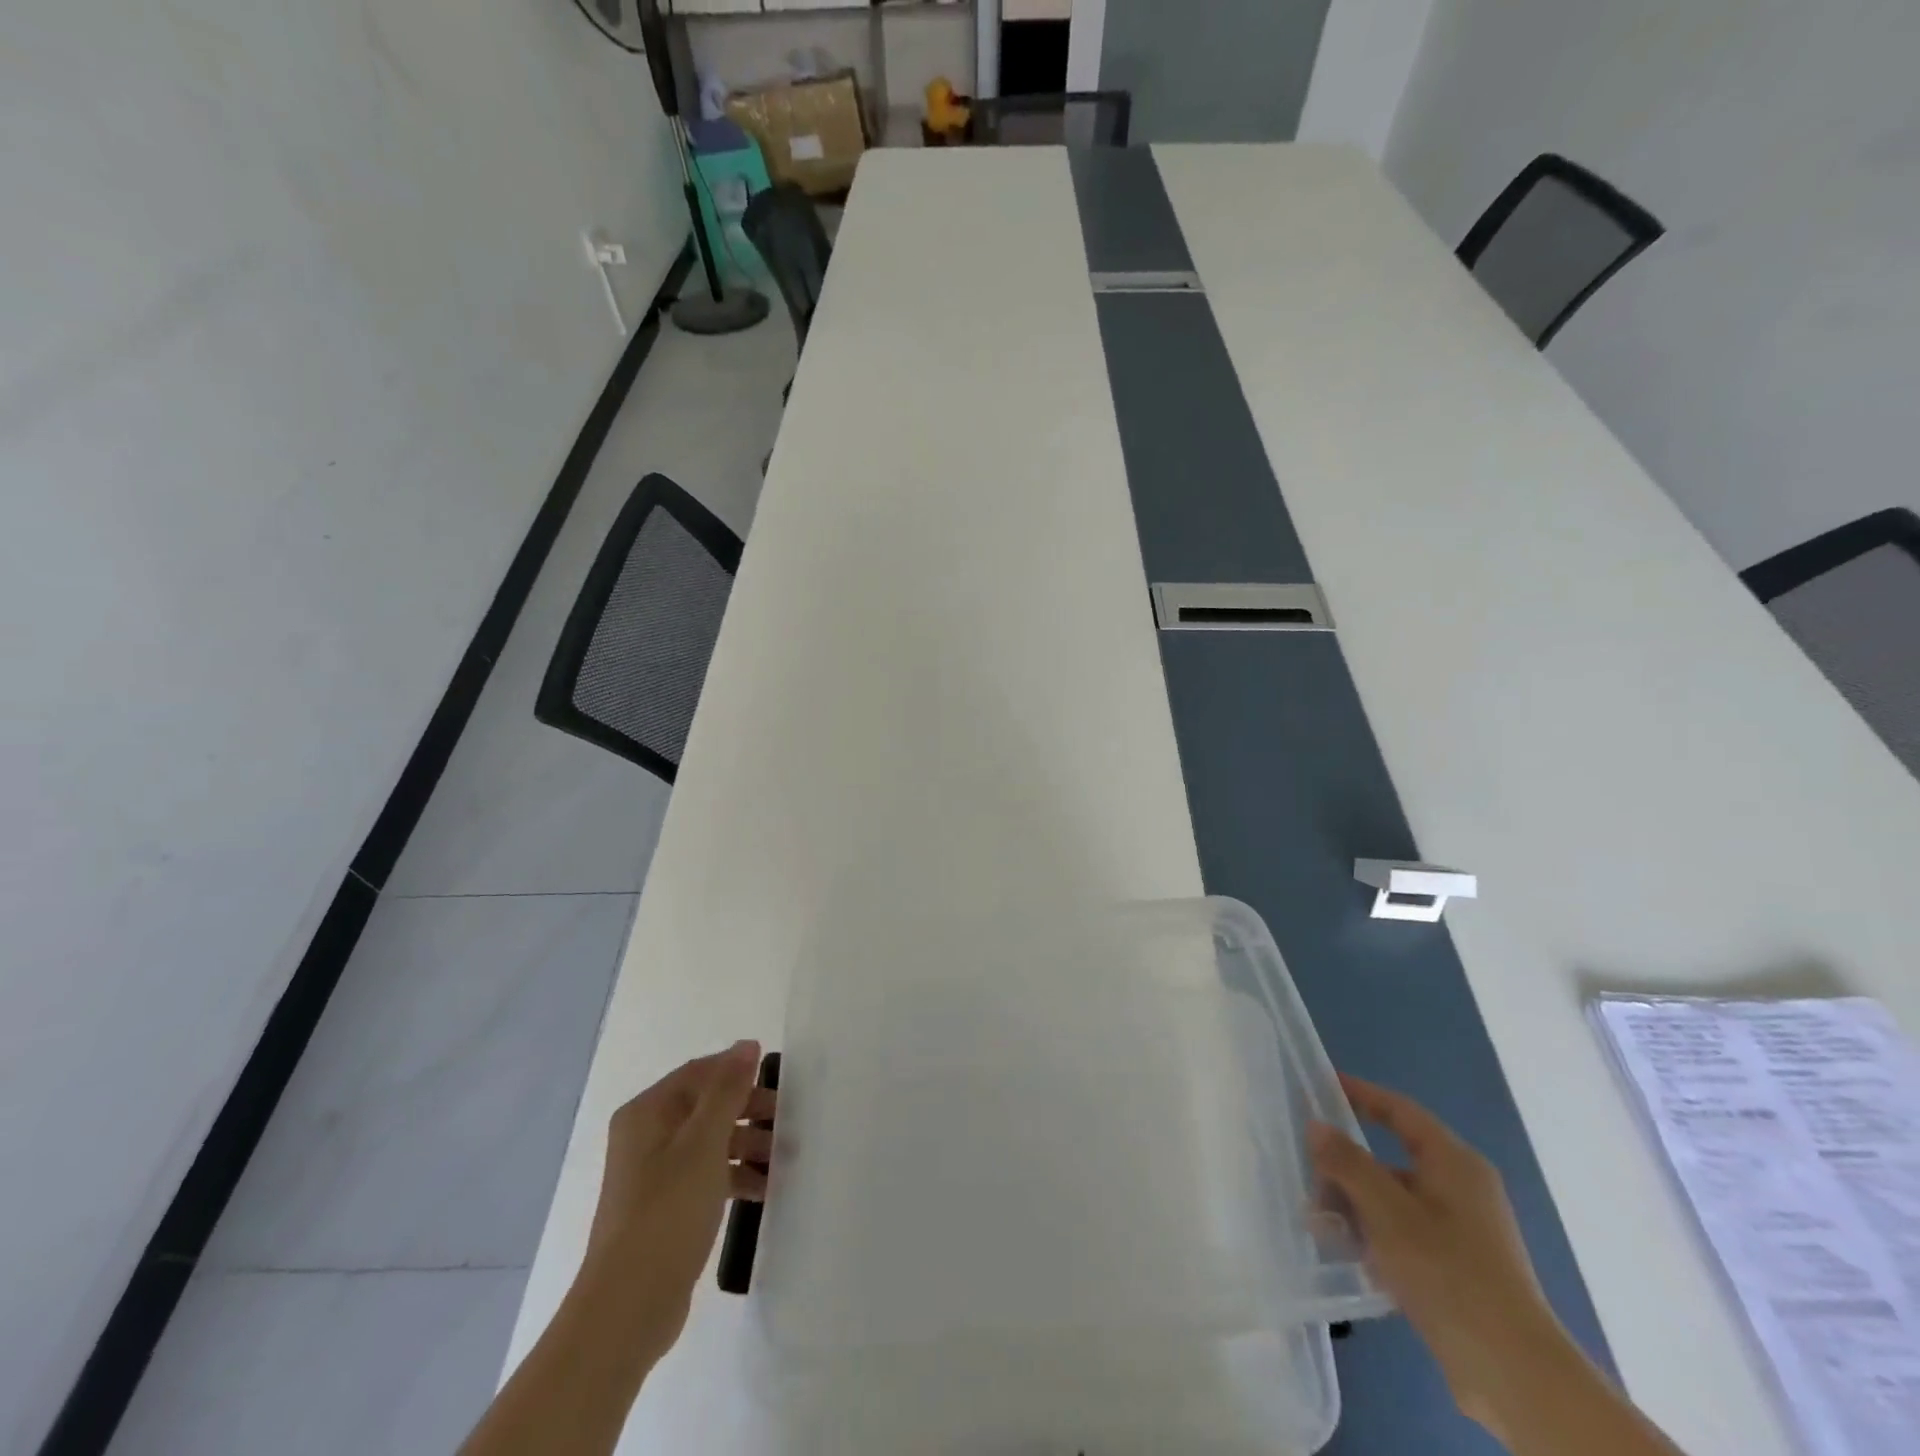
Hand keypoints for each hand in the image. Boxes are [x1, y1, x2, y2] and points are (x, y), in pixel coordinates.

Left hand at [579, 1040, 776, 1361]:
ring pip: (710, 1142)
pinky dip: (735, 1176)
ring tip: (784, 1160)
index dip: (738, 1071)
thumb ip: (727, 1091)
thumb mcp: (704, 1143)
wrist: (627, 1308)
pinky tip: (763, 1190)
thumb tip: (746, 1045)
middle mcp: (646, 1136)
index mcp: (647, 1112)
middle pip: (706, 1106)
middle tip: (788, 1123)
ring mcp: (654, 1174)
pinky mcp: (665, 1208)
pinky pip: (706, 1176)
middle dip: (749, 1112)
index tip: (780, 1082)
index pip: (699, 1073)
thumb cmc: (667, 1212)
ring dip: (747, 1146)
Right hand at [1311, 1074, 1560, 1427]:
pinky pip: (1405, 1234)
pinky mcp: (1458, 1267)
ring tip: (1322, 1229)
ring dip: (1354, 1208)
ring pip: (1393, 1200)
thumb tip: (1317, 1125)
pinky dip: (1376, 1237)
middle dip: (1345, 1170)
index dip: (1360, 1093)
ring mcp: (1462, 1230)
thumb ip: (1347, 1163)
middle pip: (1390, 1159)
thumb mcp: (1387, 1211)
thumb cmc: (1449, 1273)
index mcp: (1454, 1162)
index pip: (1399, 1110)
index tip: (1319, 1085)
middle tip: (1310, 1184)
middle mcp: (1460, 1188)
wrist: (1514, 1374)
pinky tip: (1351, 1257)